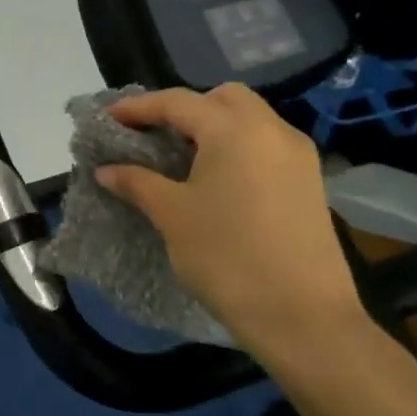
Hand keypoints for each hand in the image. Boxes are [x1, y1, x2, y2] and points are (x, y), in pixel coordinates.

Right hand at [93, 82, 370, 379]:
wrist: (301, 316)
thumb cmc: (227, 256)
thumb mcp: (172, 215)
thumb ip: (137, 183)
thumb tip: (106, 170)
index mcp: (235, 129)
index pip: (178, 102)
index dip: (139, 107)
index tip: (109, 118)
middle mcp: (272, 130)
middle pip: (223, 98)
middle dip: (185, 108)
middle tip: (153, 134)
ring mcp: (297, 156)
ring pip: (250, 120)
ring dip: (213, 127)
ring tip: (180, 157)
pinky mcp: (310, 183)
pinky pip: (265, 146)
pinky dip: (236, 148)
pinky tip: (216, 180)